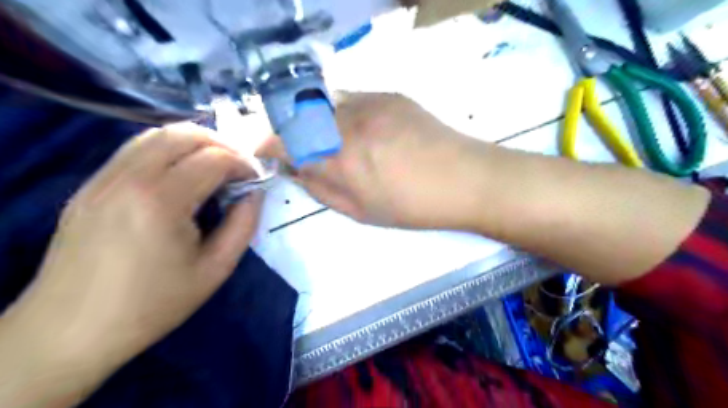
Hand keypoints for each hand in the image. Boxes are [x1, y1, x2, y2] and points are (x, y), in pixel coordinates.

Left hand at [1, 125, 263, 407]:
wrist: (70, 331)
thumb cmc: (153, 304)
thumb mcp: (215, 269)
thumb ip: (243, 224)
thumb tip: (255, 193)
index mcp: (162, 201)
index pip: (214, 158)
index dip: (244, 164)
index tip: (256, 180)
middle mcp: (129, 178)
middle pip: (185, 134)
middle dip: (223, 145)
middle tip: (239, 169)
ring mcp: (103, 178)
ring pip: (157, 135)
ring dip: (195, 143)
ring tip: (214, 167)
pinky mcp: (90, 185)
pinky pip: (135, 149)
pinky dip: (168, 150)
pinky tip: (180, 175)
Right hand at [259, 92, 491, 231]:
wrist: (464, 179)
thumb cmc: (412, 206)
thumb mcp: (360, 211)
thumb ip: (320, 189)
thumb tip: (295, 170)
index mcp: (340, 158)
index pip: (284, 141)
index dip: (269, 146)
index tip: (269, 155)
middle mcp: (348, 122)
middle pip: (299, 116)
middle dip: (292, 133)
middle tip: (305, 152)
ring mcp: (370, 102)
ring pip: (324, 103)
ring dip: (318, 121)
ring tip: (337, 142)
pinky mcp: (389, 94)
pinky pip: (351, 98)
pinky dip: (343, 113)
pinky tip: (364, 131)